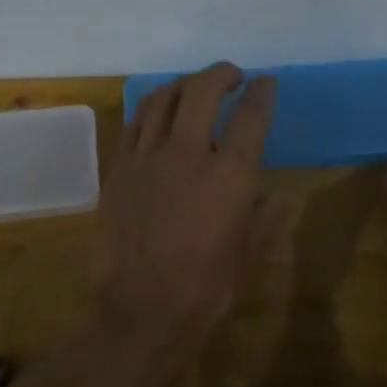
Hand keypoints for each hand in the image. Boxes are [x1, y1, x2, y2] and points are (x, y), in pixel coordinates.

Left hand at [92, 63, 276, 366]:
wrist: (138, 311)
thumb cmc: (204, 290)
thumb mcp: (247, 255)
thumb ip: (262, 215)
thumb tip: (268, 191)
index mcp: (229, 175)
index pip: (250, 116)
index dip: (262, 93)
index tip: (266, 83)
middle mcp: (187, 154)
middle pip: (202, 91)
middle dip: (221, 74)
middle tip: (232, 76)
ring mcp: (146, 158)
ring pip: (163, 98)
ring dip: (184, 84)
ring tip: (195, 87)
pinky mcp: (118, 168)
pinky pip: (135, 122)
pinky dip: (152, 107)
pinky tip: (160, 112)